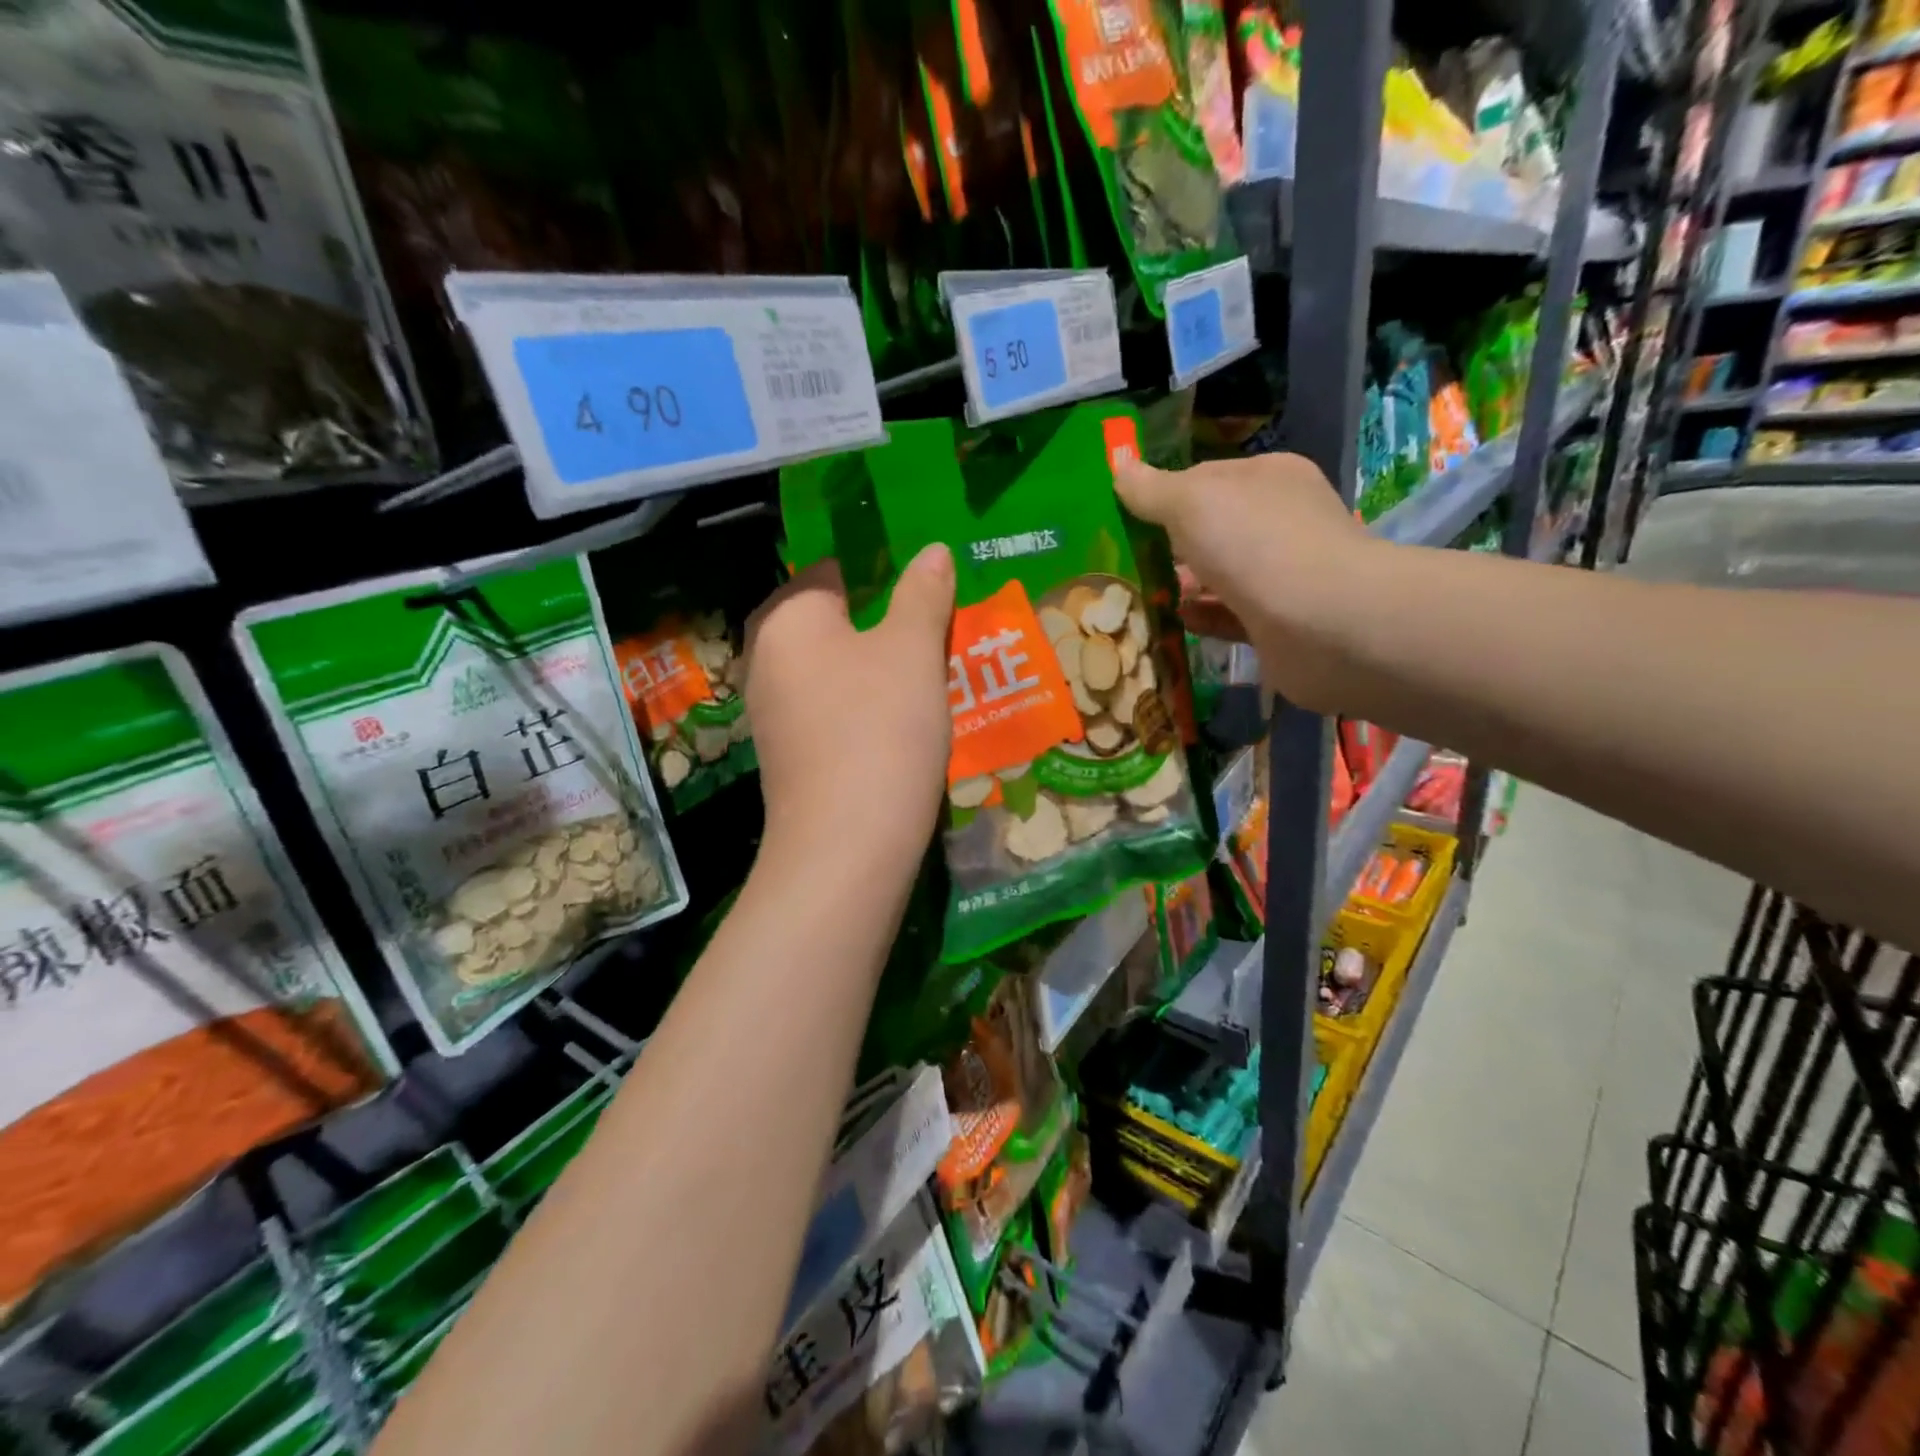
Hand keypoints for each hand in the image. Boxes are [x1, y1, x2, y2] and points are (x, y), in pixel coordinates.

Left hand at [743, 545, 955, 870]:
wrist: (846, 845)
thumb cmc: (880, 726)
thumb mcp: (913, 650)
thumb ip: (923, 594)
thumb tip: (932, 550)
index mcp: (787, 617)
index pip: (830, 569)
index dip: (879, 568)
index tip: (924, 582)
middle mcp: (765, 657)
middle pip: (830, 621)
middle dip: (881, 621)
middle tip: (935, 626)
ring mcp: (772, 711)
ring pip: (831, 668)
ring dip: (875, 666)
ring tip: (929, 670)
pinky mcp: (787, 754)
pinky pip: (829, 708)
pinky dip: (862, 705)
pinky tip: (900, 720)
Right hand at [1115, 453, 1376, 711]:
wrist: (1325, 624)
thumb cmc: (1256, 544)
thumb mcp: (1192, 501)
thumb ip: (1152, 489)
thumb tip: (1118, 466)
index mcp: (1267, 479)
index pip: (1204, 479)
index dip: (1162, 495)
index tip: (1121, 518)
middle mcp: (1278, 522)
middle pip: (1210, 530)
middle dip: (1167, 546)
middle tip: (1119, 563)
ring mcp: (1281, 576)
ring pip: (1217, 576)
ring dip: (1179, 585)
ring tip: (1132, 596)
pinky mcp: (1278, 625)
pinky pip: (1228, 616)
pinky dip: (1200, 617)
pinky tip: (1170, 622)